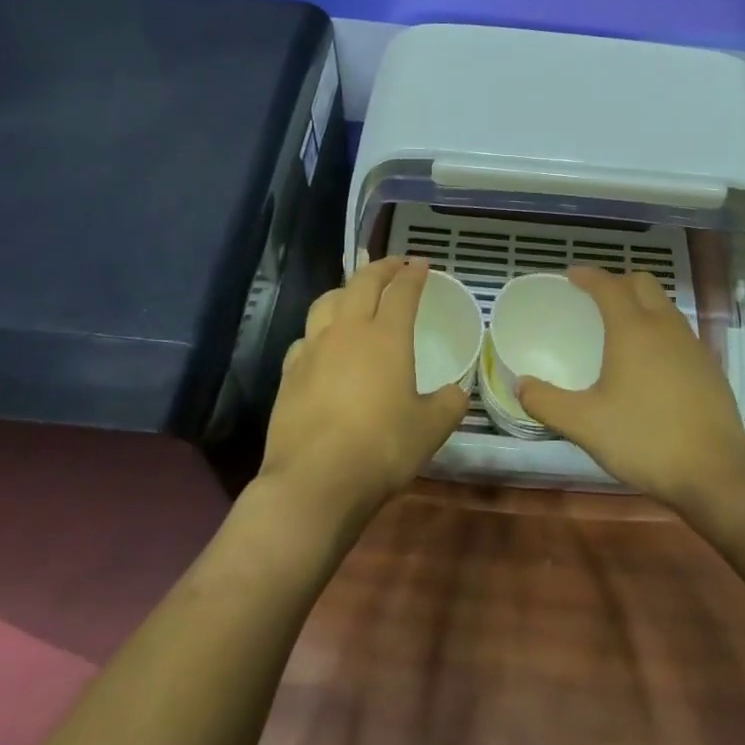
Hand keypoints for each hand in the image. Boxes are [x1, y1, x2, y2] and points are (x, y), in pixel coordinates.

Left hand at [260, 257, 469, 523]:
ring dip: (346, 290)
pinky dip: (320, 329)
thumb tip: (455, 392)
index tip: (422, 264)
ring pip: (327, 301)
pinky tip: (324, 344)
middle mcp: (347, 331)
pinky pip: (306, 336)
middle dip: (381, 268)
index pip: (401, 291)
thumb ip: (448, 404)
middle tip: (395, 264)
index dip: (413, 274)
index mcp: (386, 336)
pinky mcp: (289, 373)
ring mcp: (313, 349)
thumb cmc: (381, 447)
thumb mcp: (430, 429)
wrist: (315, 480)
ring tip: (356, 294)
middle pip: (362, 283)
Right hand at [517, 267, 744, 510]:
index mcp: (633, 329)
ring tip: (621, 328)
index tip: (571, 276)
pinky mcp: (709, 366)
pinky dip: (659, 329)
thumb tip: (520, 385)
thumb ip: (547, 402)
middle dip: (617, 282)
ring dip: (641, 304)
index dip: (588, 276)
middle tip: (595, 300)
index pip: (608, 285)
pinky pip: (679, 331)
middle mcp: (665, 326)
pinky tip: (651, 362)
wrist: (715, 472)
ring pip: (664, 306)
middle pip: (642, 283)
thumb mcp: (585, 425)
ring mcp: (693, 344)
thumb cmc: (644, 440)